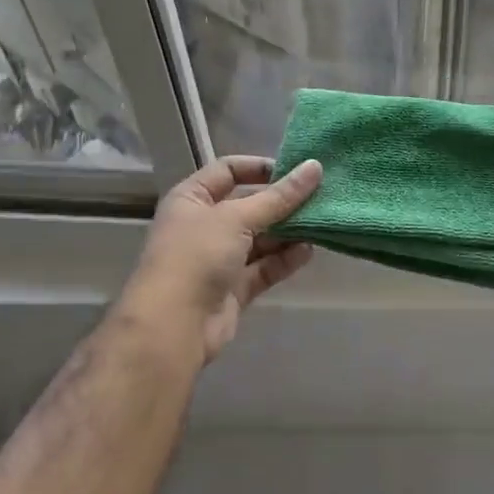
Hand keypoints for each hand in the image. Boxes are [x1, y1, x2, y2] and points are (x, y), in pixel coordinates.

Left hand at [119, 156, 323, 364]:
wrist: (173, 326)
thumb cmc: (196, 256)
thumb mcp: (237, 218)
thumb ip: (279, 196)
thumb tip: (314, 167)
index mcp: (192, 198)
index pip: (227, 170)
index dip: (259, 167)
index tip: (295, 170)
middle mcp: (204, 225)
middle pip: (248, 206)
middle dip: (282, 203)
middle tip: (319, 197)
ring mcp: (218, 259)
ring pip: (260, 239)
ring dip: (288, 232)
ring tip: (320, 223)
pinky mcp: (233, 288)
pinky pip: (264, 268)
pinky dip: (284, 259)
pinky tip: (308, 252)